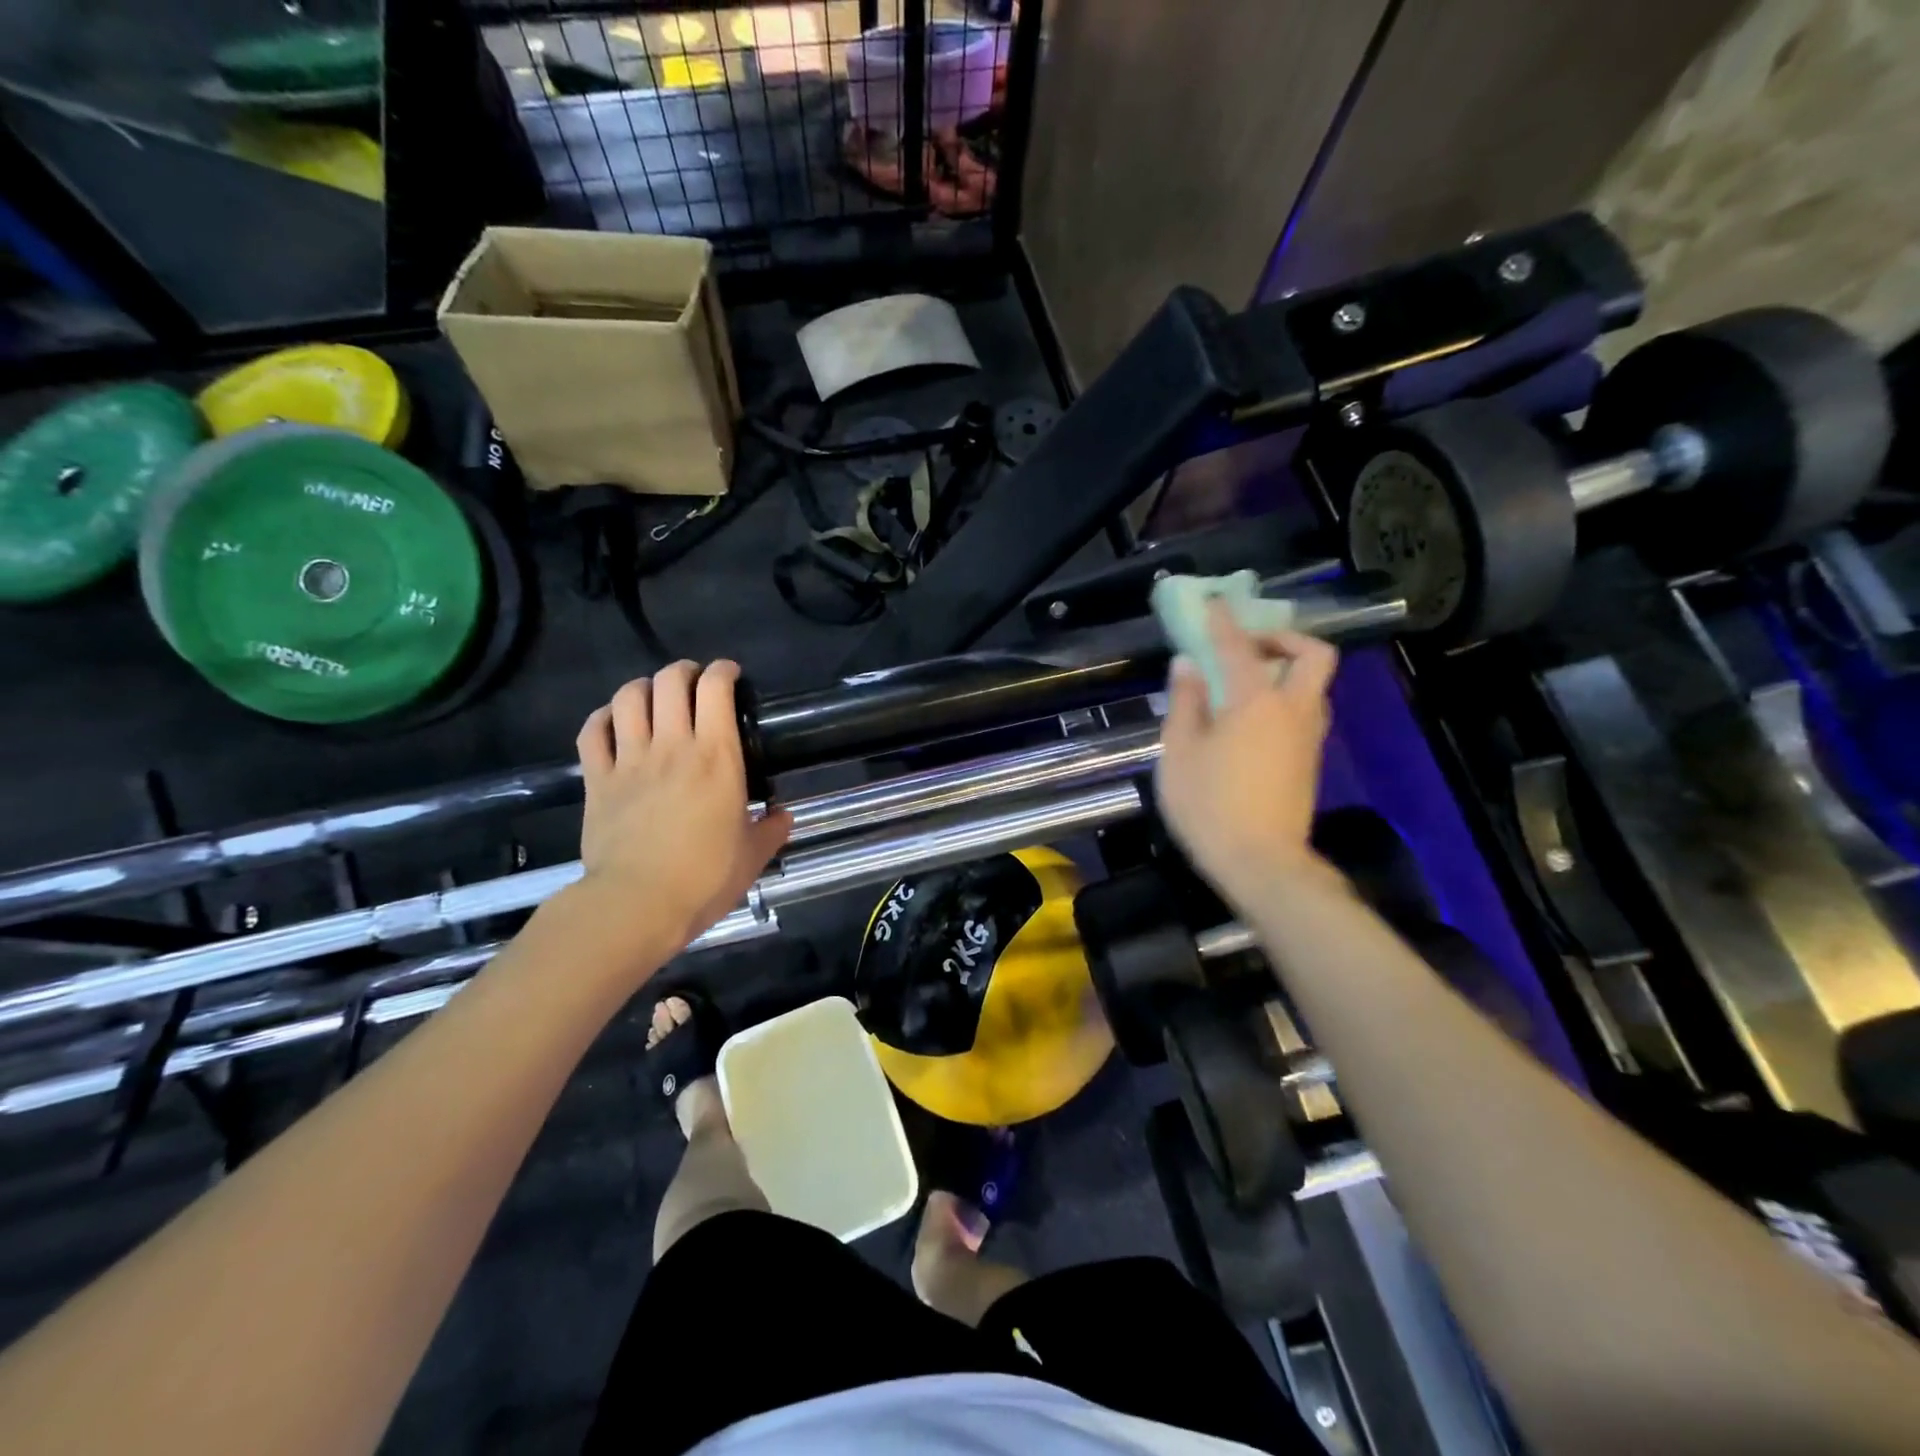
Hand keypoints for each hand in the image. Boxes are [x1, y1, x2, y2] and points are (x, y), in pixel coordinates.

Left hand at [574, 661, 791, 956]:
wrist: (637, 905)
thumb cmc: (704, 878)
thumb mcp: (753, 857)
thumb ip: (771, 830)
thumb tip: (783, 816)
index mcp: (717, 757)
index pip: (716, 690)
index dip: (724, 671)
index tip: (731, 674)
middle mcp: (673, 746)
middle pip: (670, 682)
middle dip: (684, 671)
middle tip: (694, 682)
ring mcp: (629, 760)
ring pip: (629, 697)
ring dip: (644, 687)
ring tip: (654, 695)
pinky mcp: (597, 780)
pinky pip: (592, 732)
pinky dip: (603, 717)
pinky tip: (614, 721)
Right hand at [1155, 604, 1338, 909]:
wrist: (1261, 863)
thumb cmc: (1209, 805)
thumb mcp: (1179, 752)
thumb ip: (1185, 703)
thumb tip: (1187, 665)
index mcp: (1256, 702)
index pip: (1239, 647)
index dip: (1223, 621)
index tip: (1213, 602)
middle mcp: (1293, 710)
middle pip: (1312, 655)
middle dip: (1285, 639)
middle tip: (1249, 646)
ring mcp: (1308, 738)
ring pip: (1314, 685)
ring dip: (1288, 669)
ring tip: (1247, 680)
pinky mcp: (1310, 762)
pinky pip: (1305, 711)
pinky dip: (1285, 698)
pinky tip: (1252, 718)